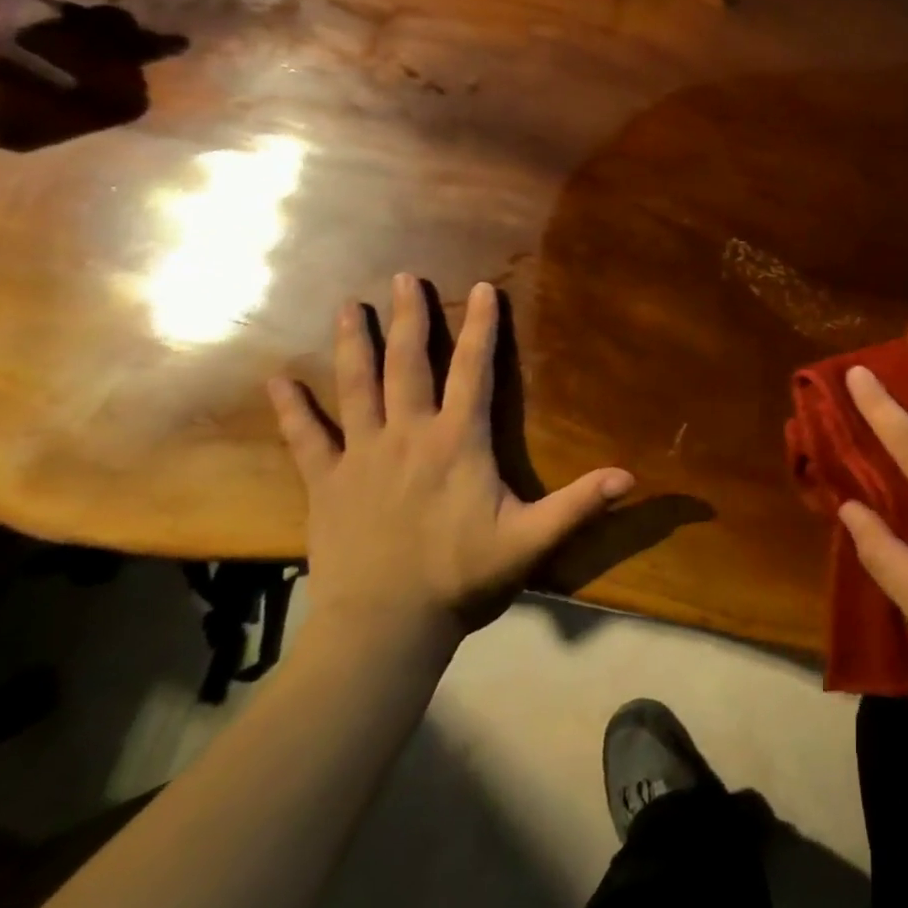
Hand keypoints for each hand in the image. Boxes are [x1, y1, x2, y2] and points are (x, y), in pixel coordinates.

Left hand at [269, 274, 634, 653]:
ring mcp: (362, 457)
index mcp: (457, 442)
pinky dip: (292, 409)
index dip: (482, 327)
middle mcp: (408, 436)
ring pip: (357, 388)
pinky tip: (278, 380)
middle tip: (404, 279)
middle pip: (409, 365)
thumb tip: (629, 476)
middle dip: (410, 319)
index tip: (483, 288)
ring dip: (354, 345)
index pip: (473, 371)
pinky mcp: (327, 484)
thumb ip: (578, 504)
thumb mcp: (530, 540)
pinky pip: (306, 439)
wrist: (384, 628)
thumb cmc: (462, 578)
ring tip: (349, 307)